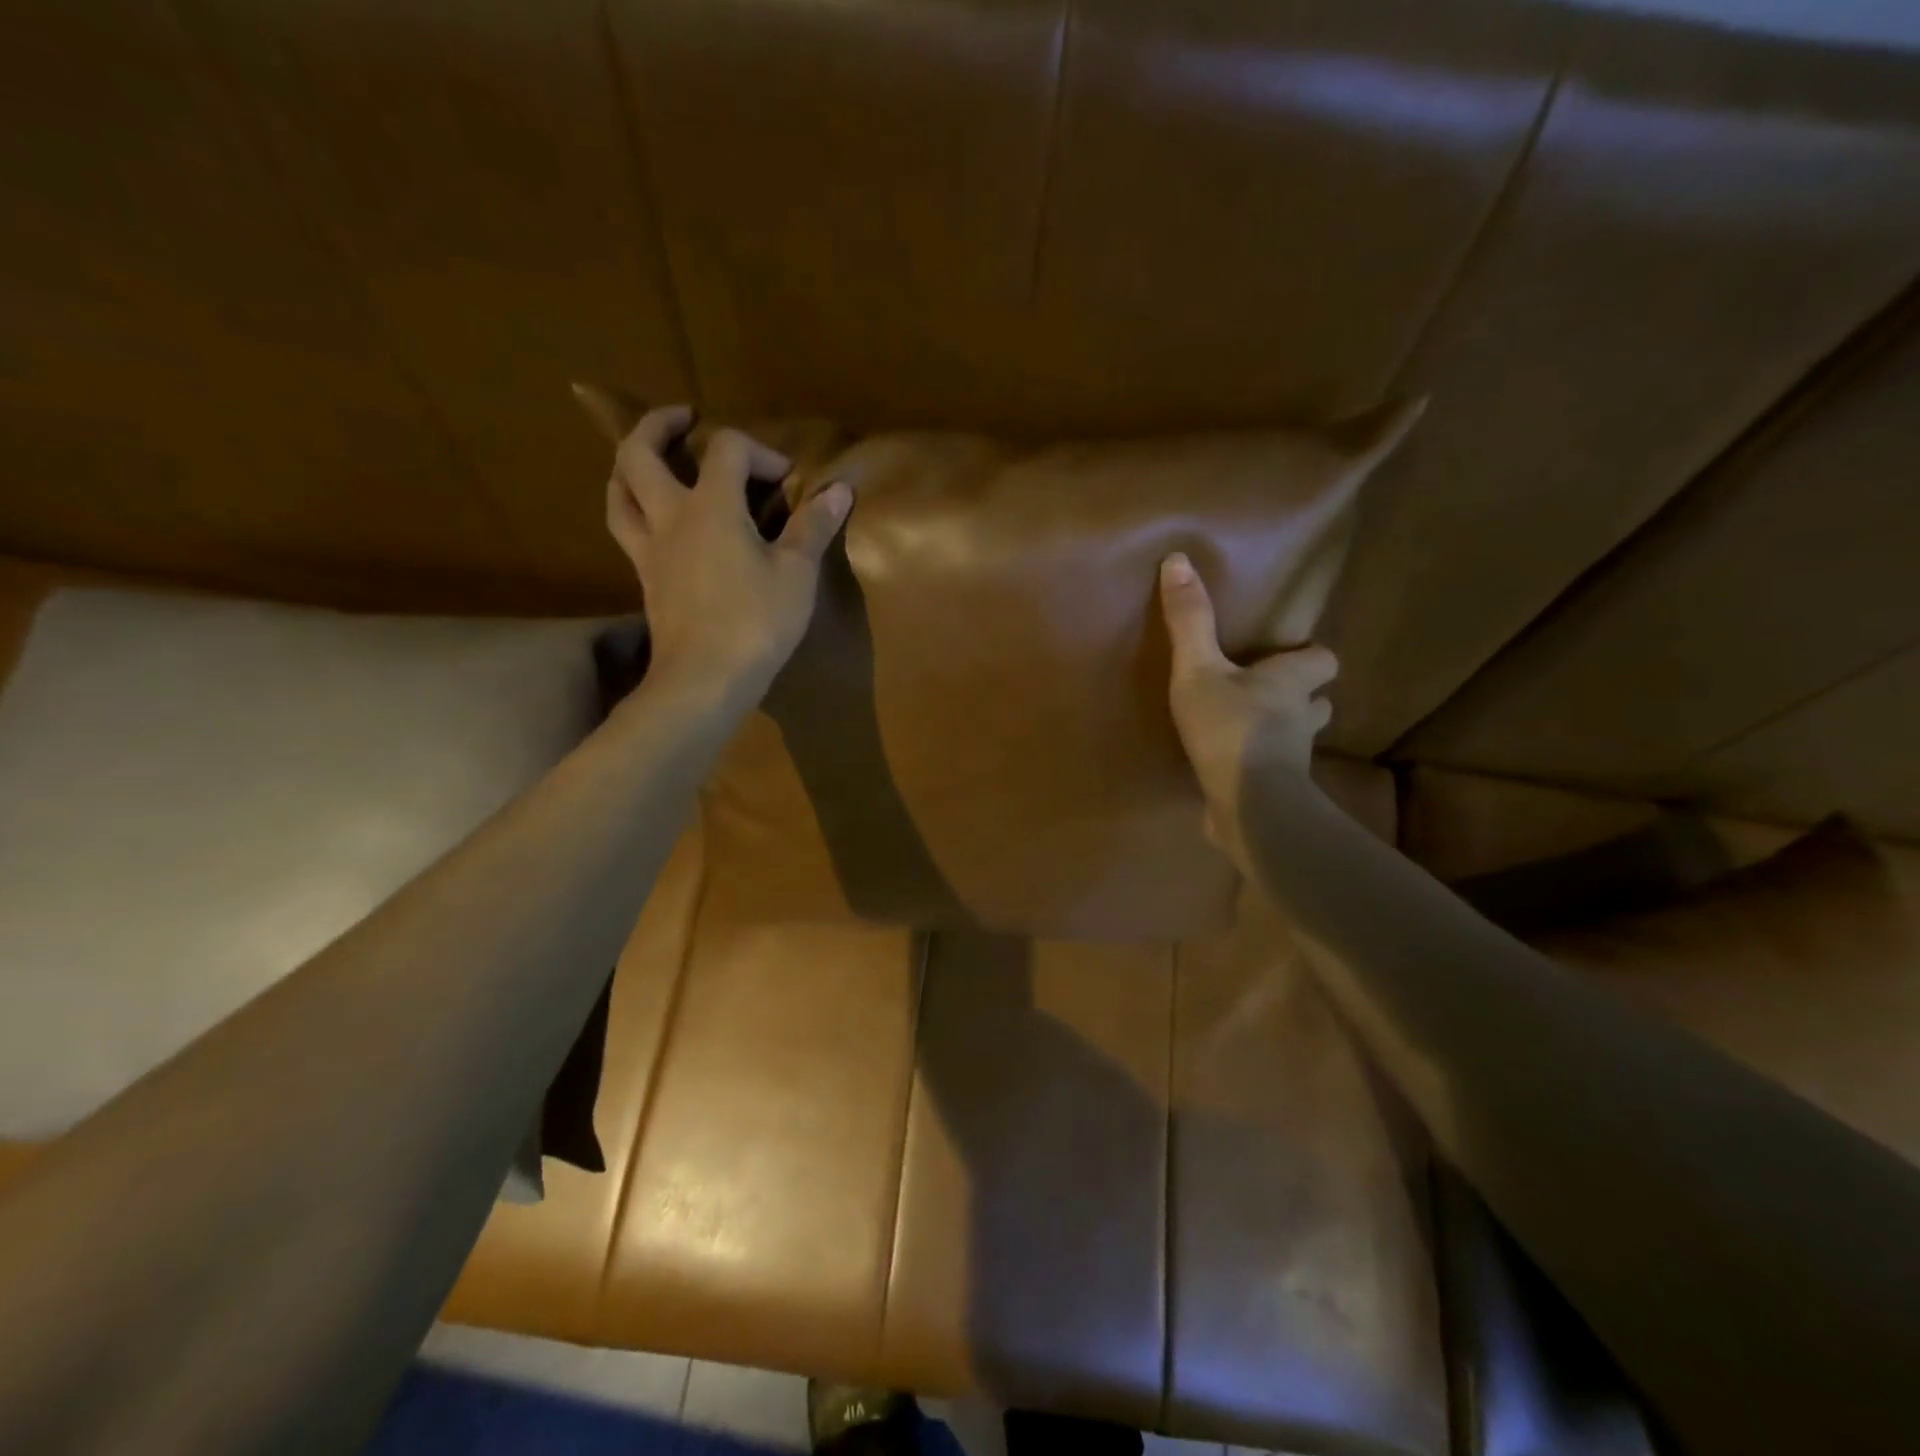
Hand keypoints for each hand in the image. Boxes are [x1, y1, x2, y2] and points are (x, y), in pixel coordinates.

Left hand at [603, 404, 851, 704]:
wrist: (705, 679)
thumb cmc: (756, 622)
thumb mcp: (797, 574)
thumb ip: (814, 527)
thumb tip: (840, 489)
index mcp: (711, 507)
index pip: (727, 449)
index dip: (759, 451)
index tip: (786, 479)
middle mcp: (670, 518)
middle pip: (640, 454)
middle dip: (658, 425)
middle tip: (683, 417)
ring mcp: (650, 550)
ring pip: (619, 492)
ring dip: (630, 465)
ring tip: (648, 459)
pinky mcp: (645, 580)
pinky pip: (626, 530)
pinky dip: (633, 508)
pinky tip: (652, 520)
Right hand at [1159, 552, 1337, 868]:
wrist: (1249, 806)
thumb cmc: (1230, 727)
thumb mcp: (1198, 669)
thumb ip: (1189, 620)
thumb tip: (1178, 558)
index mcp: (1291, 681)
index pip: (1324, 660)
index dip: (1310, 656)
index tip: (1289, 656)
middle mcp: (1301, 717)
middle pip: (1319, 700)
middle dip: (1301, 695)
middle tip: (1268, 692)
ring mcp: (1293, 759)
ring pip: (1298, 737)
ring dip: (1282, 731)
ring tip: (1249, 728)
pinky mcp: (1276, 791)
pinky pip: (1273, 772)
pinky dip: (1259, 766)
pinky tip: (1231, 768)